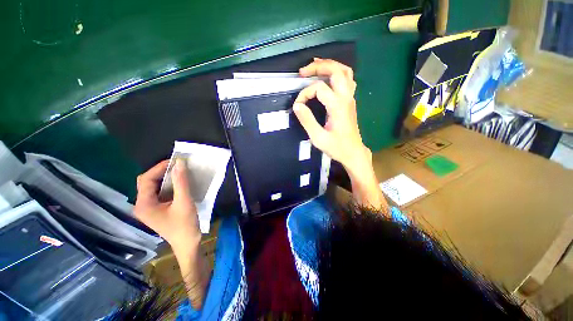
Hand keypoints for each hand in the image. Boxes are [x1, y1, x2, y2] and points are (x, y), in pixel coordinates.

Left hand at [134, 159, 207, 308]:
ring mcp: (149, 208)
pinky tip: (180, 183)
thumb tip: (180, 163)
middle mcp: (142, 205)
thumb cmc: (185, 225)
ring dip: (167, 178)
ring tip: (181, 172)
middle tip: (179, 166)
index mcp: (144, 204)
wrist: (188, 243)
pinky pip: (160, 192)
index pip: (146, 179)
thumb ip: (181, 182)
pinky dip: (170, 185)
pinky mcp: (157, 209)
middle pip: (148, 182)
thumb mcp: (184, 202)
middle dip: (162, 172)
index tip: (176, 161)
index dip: (160, 168)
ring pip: (155, 186)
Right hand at [294, 58, 370, 173]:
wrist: (353, 152)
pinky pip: (347, 79)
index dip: (305, 94)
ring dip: (329, 65)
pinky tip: (328, 76)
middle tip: (302, 72)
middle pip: (335, 70)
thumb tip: (297, 105)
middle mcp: (346, 97)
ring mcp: (350, 98)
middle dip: (318, 67)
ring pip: (345, 71)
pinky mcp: (350, 101)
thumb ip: (307, 120)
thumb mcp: (318, 137)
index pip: (318, 88)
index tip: (298, 106)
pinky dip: (337, 72)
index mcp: (337, 106)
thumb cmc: (337, 147)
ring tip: (315, 66)